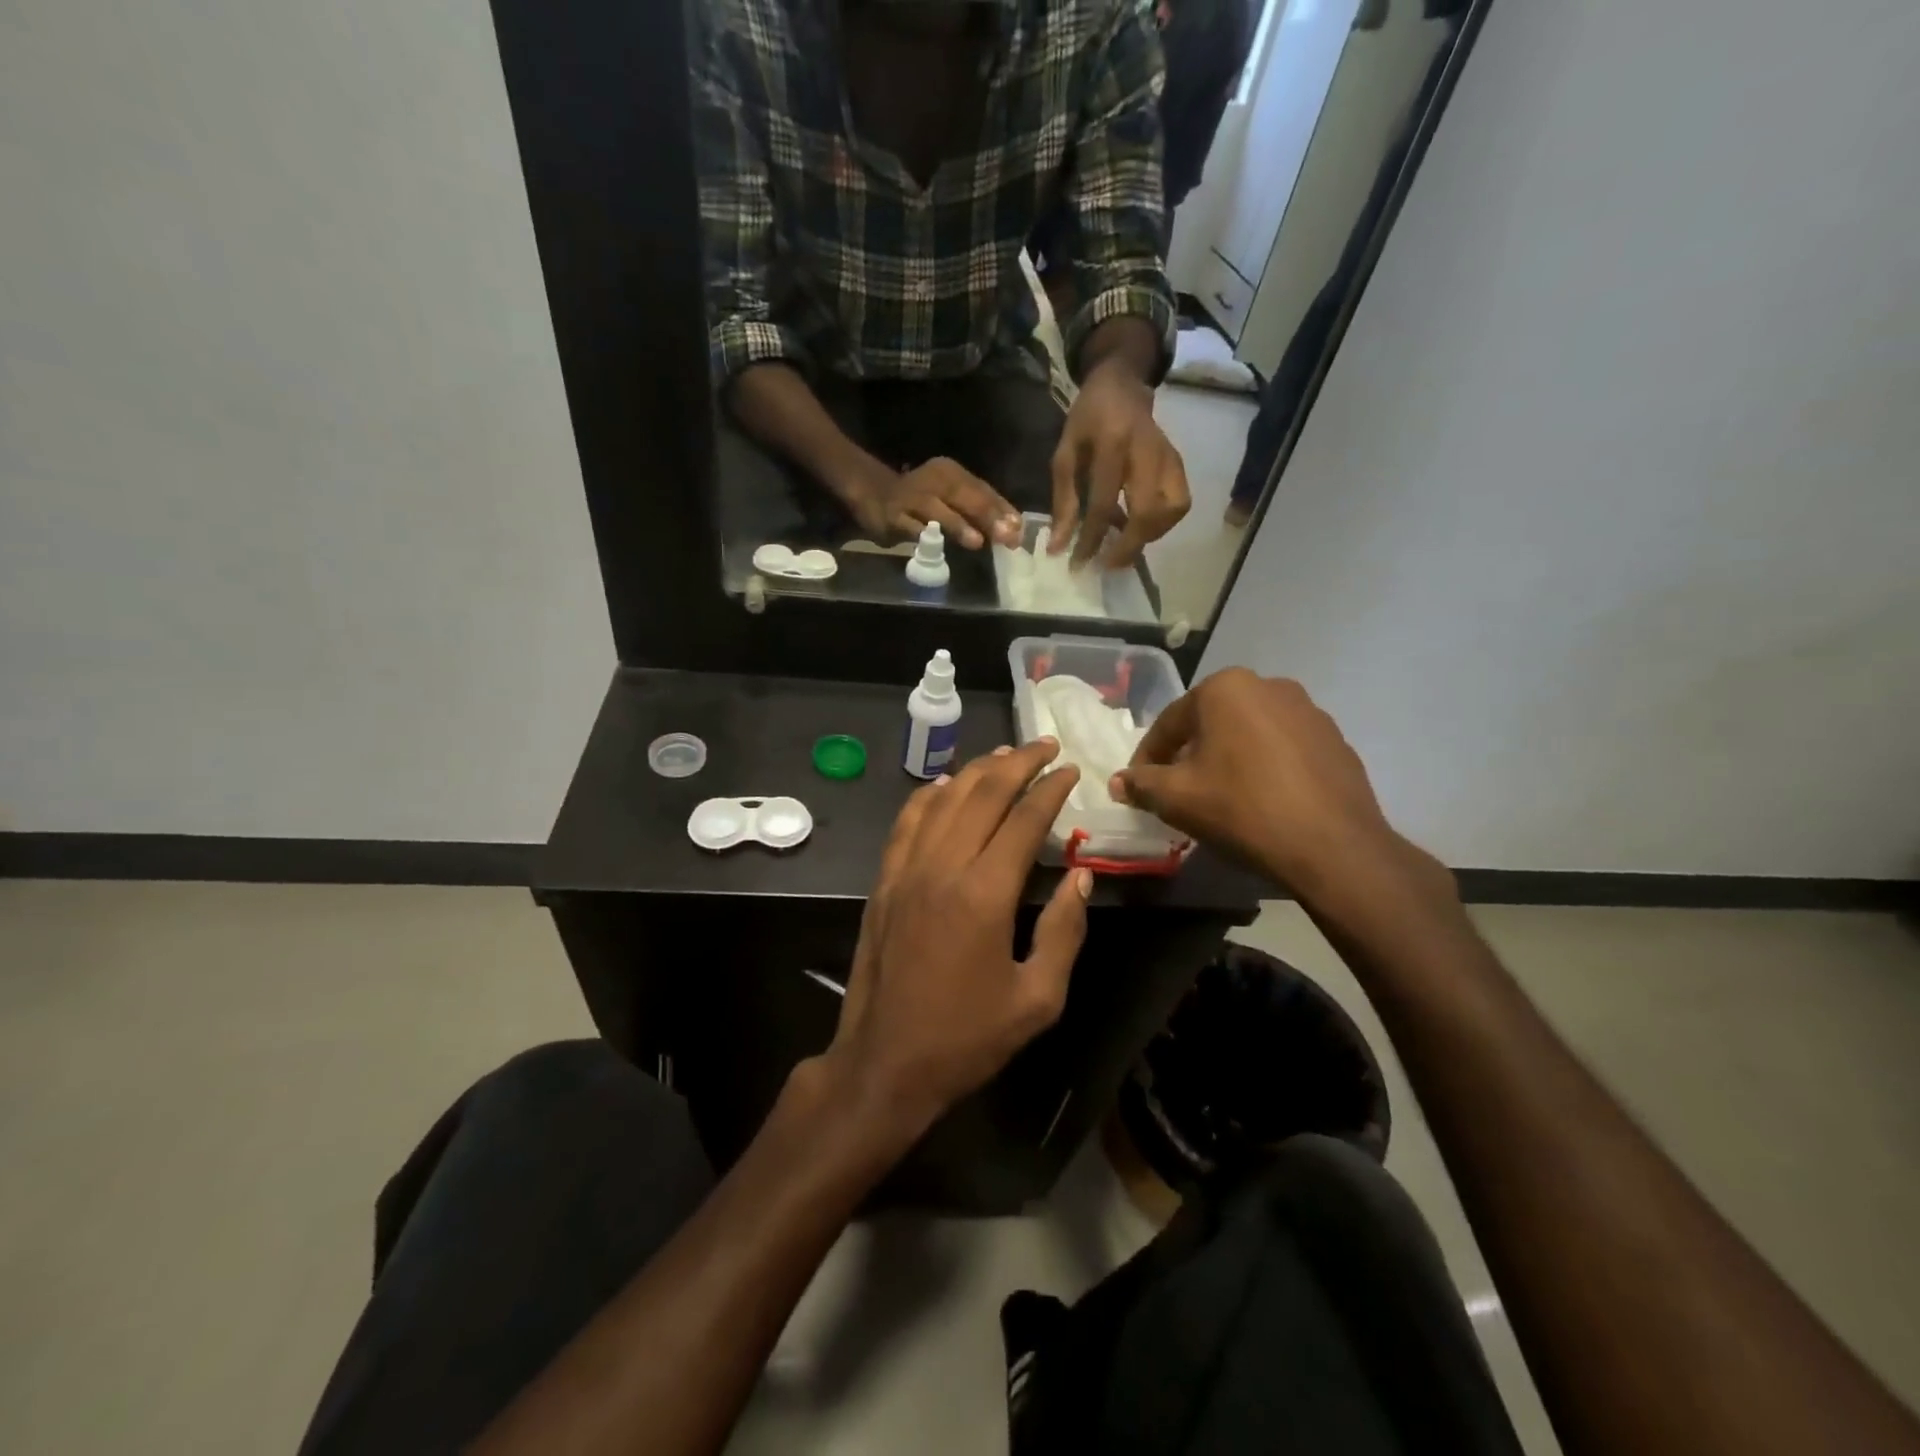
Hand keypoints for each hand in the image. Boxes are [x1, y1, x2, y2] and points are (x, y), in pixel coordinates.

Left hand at [821, 741, 1091, 1133]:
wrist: (886, 1063)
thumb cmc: (967, 1039)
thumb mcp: (1037, 999)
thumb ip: (1064, 931)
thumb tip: (1081, 876)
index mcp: (985, 894)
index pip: (1024, 820)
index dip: (1051, 789)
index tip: (1072, 769)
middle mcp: (943, 867)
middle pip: (983, 794)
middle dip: (1019, 763)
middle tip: (1046, 746)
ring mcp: (906, 871)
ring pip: (944, 799)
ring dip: (977, 771)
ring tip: (1005, 755)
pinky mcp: (884, 882)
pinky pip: (907, 822)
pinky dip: (929, 796)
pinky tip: (945, 786)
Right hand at [845, 457, 1022, 550]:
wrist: (872, 491)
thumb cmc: (921, 498)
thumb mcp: (951, 497)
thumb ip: (979, 510)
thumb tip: (1012, 528)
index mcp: (952, 473)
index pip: (982, 490)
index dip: (1002, 510)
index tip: (1019, 529)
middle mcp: (934, 480)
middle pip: (964, 497)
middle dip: (987, 517)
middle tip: (1006, 536)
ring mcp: (912, 497)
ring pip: (937, 511)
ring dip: (957, 525)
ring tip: (977, 542)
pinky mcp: (892, 515)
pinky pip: (909, 526)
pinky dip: (922, 535)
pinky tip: (934, 545)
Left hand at [1050, 361, 1190, 568]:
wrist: (1122, 386)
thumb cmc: (1088, 420)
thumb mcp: (1065, 454)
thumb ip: (1064, 501)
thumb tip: (1058, 547)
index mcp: (1112, 443)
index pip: (1103, 502)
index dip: (1091, 538)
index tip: (1078, 564)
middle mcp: (1146, 450)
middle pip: (1147, 511)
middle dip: (1128, 546)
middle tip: (1107, 565)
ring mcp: (1169, 457)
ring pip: (1171, 510)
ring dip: (1148, 537)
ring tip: (1123, 547)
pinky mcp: (1179, 464)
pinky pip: (1179, 504)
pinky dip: (1161, 525)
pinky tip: (1140, 529)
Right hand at [1110, 670, 1445, 903]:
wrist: (1332, 846)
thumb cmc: (1242, 808)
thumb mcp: (1176, 798)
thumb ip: (1141, 783)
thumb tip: (1119, 782)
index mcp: (1226, 688)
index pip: (1170, 723)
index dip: (1148, 758)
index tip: (1139, 786)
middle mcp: (1269, 686)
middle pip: (1211, 723)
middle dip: (1190, 754)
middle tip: (1177, 790)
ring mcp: (1309, 711)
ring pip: (1249, 734)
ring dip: (1228, 758)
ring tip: (1221, 796)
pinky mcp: (1336, 740)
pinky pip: (1283, 749)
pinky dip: (1265, 767)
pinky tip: (1262, 800)